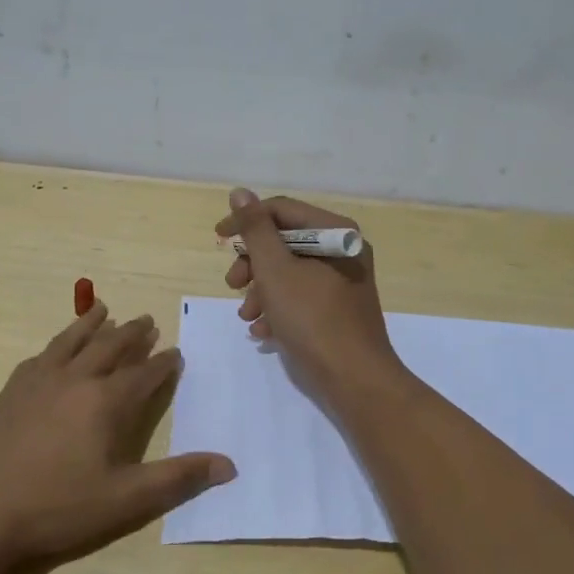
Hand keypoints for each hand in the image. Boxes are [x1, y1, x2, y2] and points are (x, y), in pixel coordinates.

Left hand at [0, 304, 234, 570]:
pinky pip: (41, 355)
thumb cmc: (58, 508)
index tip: (176, 352)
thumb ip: (177, 479)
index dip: (163, 363)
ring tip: (104, 309)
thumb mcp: (125, 500)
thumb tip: (229, 465)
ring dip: (92, 324)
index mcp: (106, 402)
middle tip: (147, 321)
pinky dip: (57, 344)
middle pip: (111, 347)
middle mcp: (75, 380)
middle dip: (133, 334)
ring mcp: (39, 381)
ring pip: (73, 341)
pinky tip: (57, 348)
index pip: (144, 374)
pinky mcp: (11, 391)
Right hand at [215, 188, 403, 401]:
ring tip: (248, 316)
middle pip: (285, 242)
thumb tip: (241, 193)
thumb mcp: (276, 270)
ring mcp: (343, 282)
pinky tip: (264, 331)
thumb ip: (256, 230)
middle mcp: (343, 250)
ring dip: (261, 290)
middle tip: (232, 284)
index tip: (218, 239)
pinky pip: (301, 297)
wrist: (355, 380)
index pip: (282, 210)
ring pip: (290, 272)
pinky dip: (279, 308)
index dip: (246, 221)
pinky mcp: (338, 310)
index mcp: (335, 232)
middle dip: (253, 264)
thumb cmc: (312, 319)